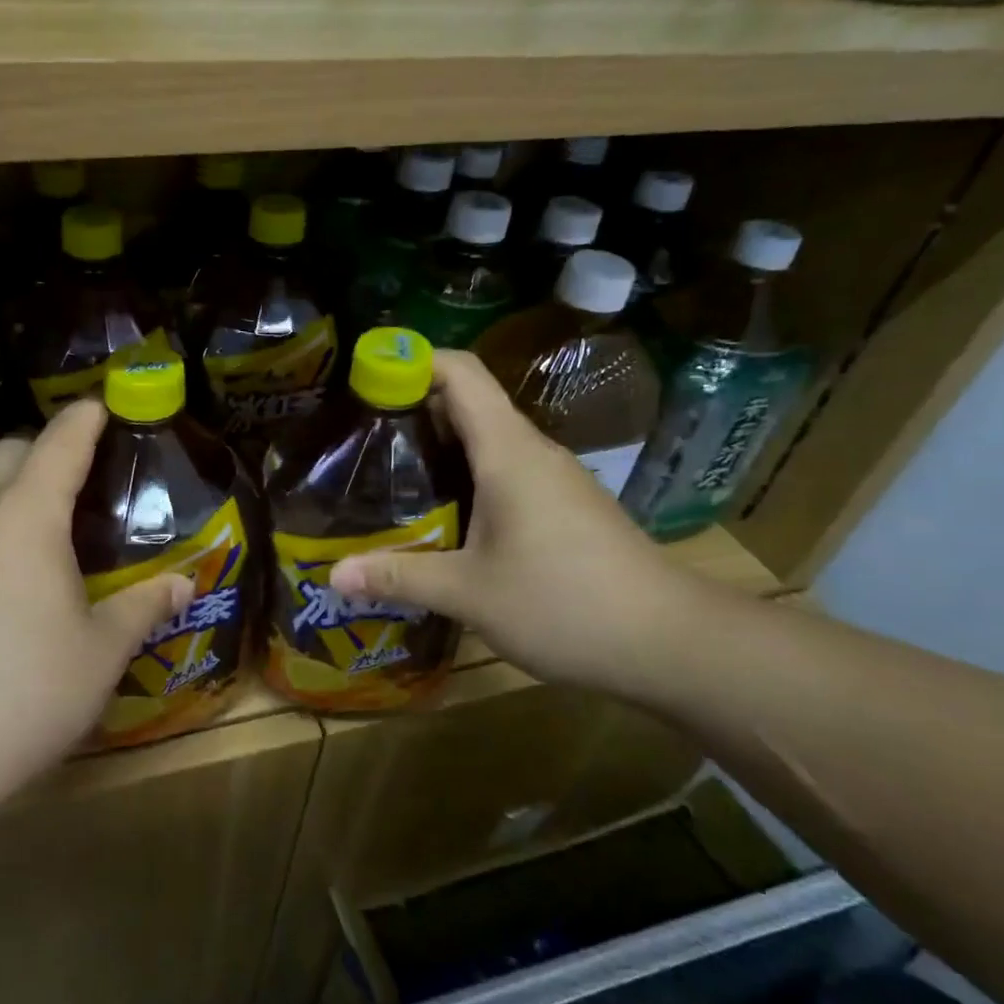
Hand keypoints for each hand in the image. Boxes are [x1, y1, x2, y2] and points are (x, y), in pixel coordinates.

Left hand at [0, 401, 193, 819]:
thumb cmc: (27, 690)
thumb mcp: (101, 649)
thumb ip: (144, 606)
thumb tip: (185, 584)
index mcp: (26, 517)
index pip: (59, 445)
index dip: (85, 419)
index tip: (103, 405)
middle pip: (6, 453)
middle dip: (43, 447)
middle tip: (83, 473)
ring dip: (9, 484)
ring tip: (46, 517)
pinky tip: (7, 566)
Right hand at [328, 351, 708, 698]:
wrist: (670, 642)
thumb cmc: (565, 603)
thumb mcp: (469, 594)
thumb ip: (399, 576)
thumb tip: (333, 575)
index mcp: (508, 450)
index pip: (459, 372)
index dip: (412, 360)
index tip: (365, 377)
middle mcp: (532, 451)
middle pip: (468, 403)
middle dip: (412, 409)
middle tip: (360, 438)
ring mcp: (554, 478)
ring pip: (488, 440)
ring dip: (440, 447)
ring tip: (390, 475)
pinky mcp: (566, 506)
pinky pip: (506, 471)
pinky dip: (468, 476)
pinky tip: (444, 516)